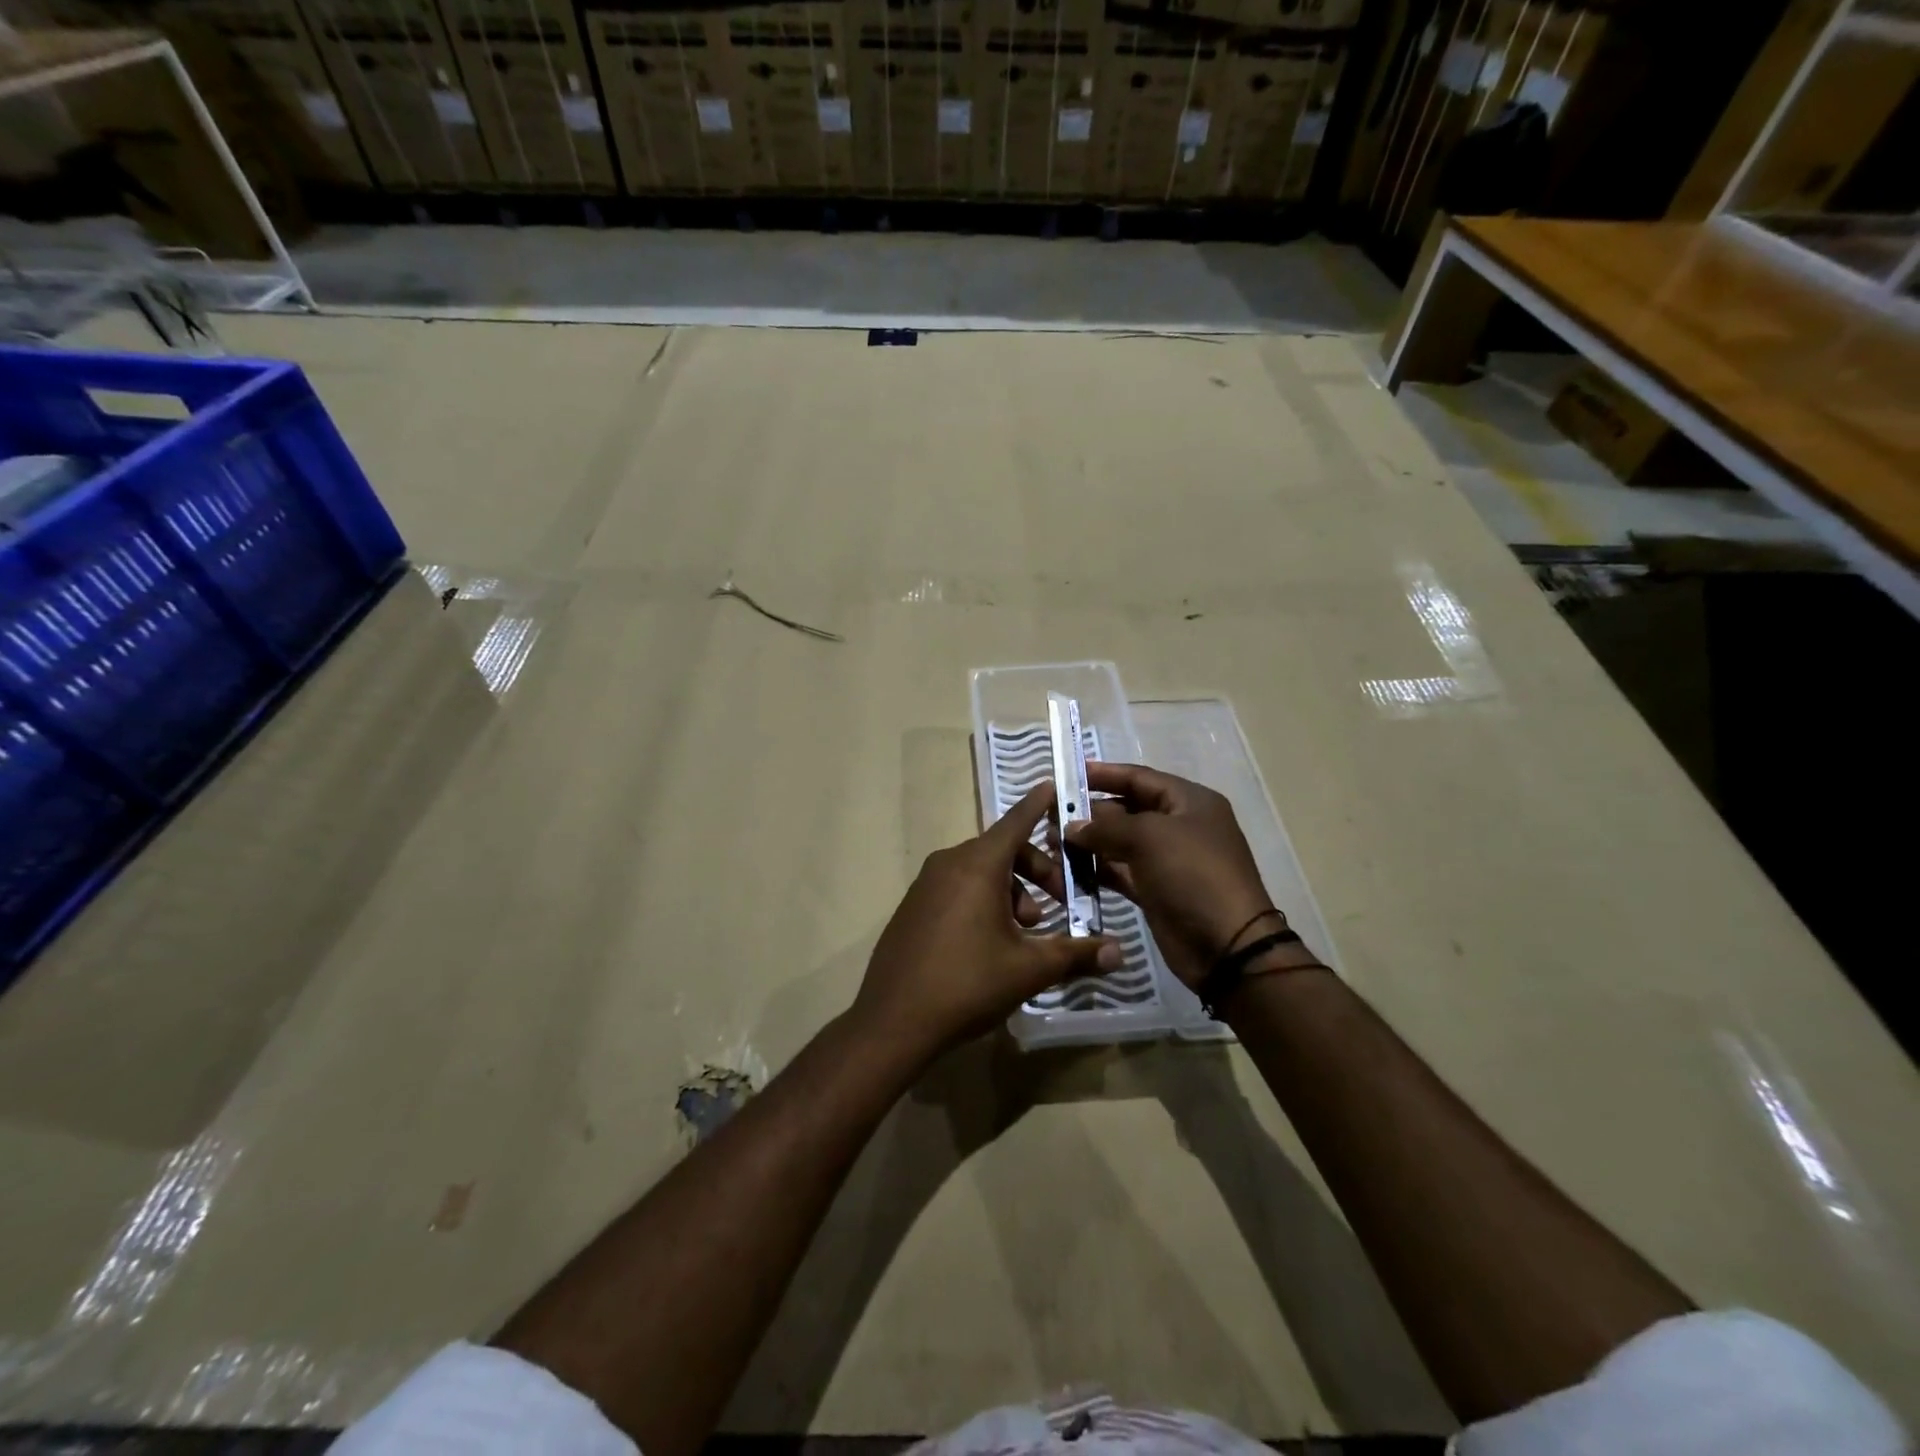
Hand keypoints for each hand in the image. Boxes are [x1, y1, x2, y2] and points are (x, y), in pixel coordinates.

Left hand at [854, 782, 1121, 1058]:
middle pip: (1002, 850)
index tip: (1054, 784)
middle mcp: (949, 863)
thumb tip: (1119, 953)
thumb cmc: (967, 983)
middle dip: (1037, 871)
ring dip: (1011, 891)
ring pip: (980, 872)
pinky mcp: (914, 906)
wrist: (893, 1021)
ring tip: (1026, 932)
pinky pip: (957, 887)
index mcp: (977, 865)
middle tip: (1059, 904)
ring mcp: (926, 884)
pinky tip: (993, 941)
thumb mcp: (1029, 969)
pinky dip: (983, 900)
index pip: (1016, 821)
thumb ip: (1076, 954)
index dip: (1038, 804)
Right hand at [1067, 763, 1274, 987]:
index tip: (1069, 774)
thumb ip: (1106, 827)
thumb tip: (1071, 826)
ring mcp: (1167, 861)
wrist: (1227, 946)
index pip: (1140, 778)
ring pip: (1120, 843)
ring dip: (1089, 842)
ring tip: (1053, 843)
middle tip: (1051, 816)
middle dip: (1091, 812)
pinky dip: (1096, 869)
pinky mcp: (1156, 891)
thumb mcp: (1149, 838)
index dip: (1104, 774)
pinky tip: (1067, 868)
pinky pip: (1120, 871)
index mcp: (1189, 802)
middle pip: (1127, 809)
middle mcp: (1179, 826)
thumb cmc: (1193, 875)